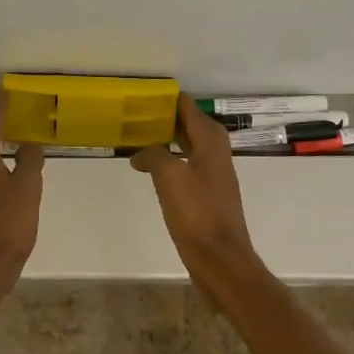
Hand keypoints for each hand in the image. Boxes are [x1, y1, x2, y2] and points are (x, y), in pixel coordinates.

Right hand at [130, 94, 258, 278]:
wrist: (220, 259)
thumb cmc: (197, 213)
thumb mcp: (169, 177)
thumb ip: (153, 155)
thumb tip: (140, 153)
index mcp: (210, 140)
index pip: (187, 106)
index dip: (166, 98)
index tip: (141, 94)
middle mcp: (215, 151)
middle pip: (187, 124)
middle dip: (163, 117)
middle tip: (133, 113)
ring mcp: (212, 174)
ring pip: (186, 145)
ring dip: (164, 139)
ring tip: (136, 136)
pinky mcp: (206, 194)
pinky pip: (184, 165)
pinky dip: (168, 160)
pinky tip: (149, 168)